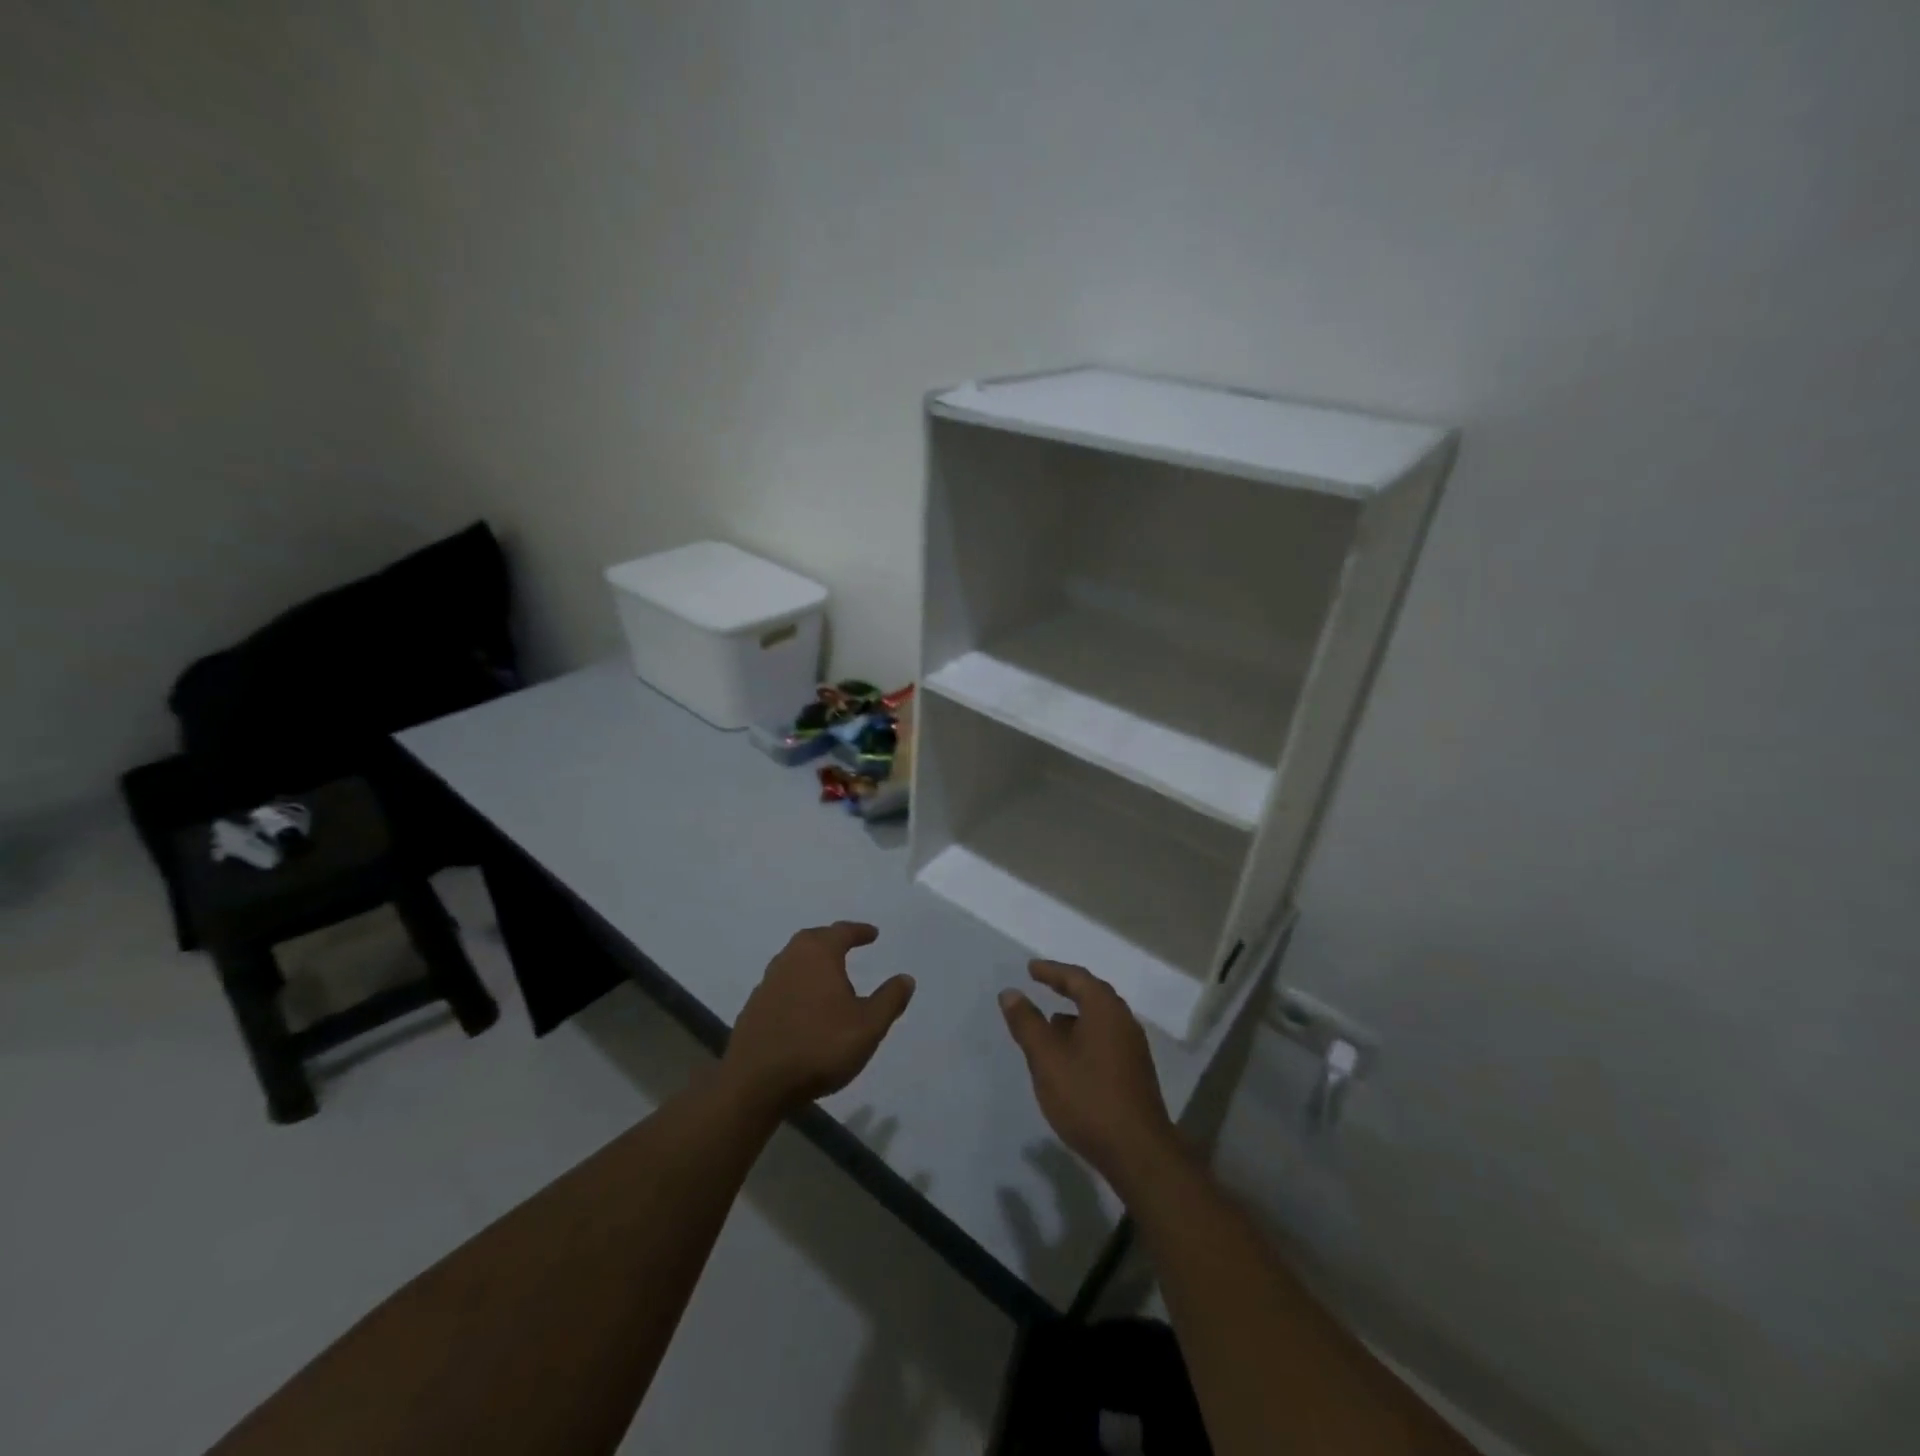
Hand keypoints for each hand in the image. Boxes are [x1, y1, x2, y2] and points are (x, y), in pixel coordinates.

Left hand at [721, 922, 914, 1115]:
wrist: (755, 1083)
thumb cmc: (819, 1047)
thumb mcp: (868, 1026)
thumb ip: (889, 1000)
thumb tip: (905, 978)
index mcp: (818, 954)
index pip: (842, 932)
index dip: (859, 931)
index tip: (873, 934)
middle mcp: (789, 959)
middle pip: (814, 940)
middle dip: (833, 941)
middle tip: (849, 946)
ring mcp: (767, 983)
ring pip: (795, 962)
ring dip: (813, 964)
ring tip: (830, 977)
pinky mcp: (754, 1008)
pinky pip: (783, 985)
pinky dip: (798, 986)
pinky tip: (806, 1006)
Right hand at [1000, 960, 1182, 1193]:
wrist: (1138, 1152)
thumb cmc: (1088, 1097)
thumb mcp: (1047, 1059)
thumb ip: (1027, 1023)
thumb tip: (1010, 993)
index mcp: (1105, 1010)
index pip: (1077, 978)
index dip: (1052, 971)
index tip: (1031, 969)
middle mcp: (1124, 1021)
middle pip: (1093, 995)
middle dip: (1066, 988)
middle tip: (1042, 985)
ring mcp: (1133, 1049)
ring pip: (1099, 1020)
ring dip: (1075, 1016)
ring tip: (1049, 1023)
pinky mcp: (1134, 1073)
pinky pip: (1105, 1040)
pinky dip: (1084, 1036)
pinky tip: (1069, 1057)